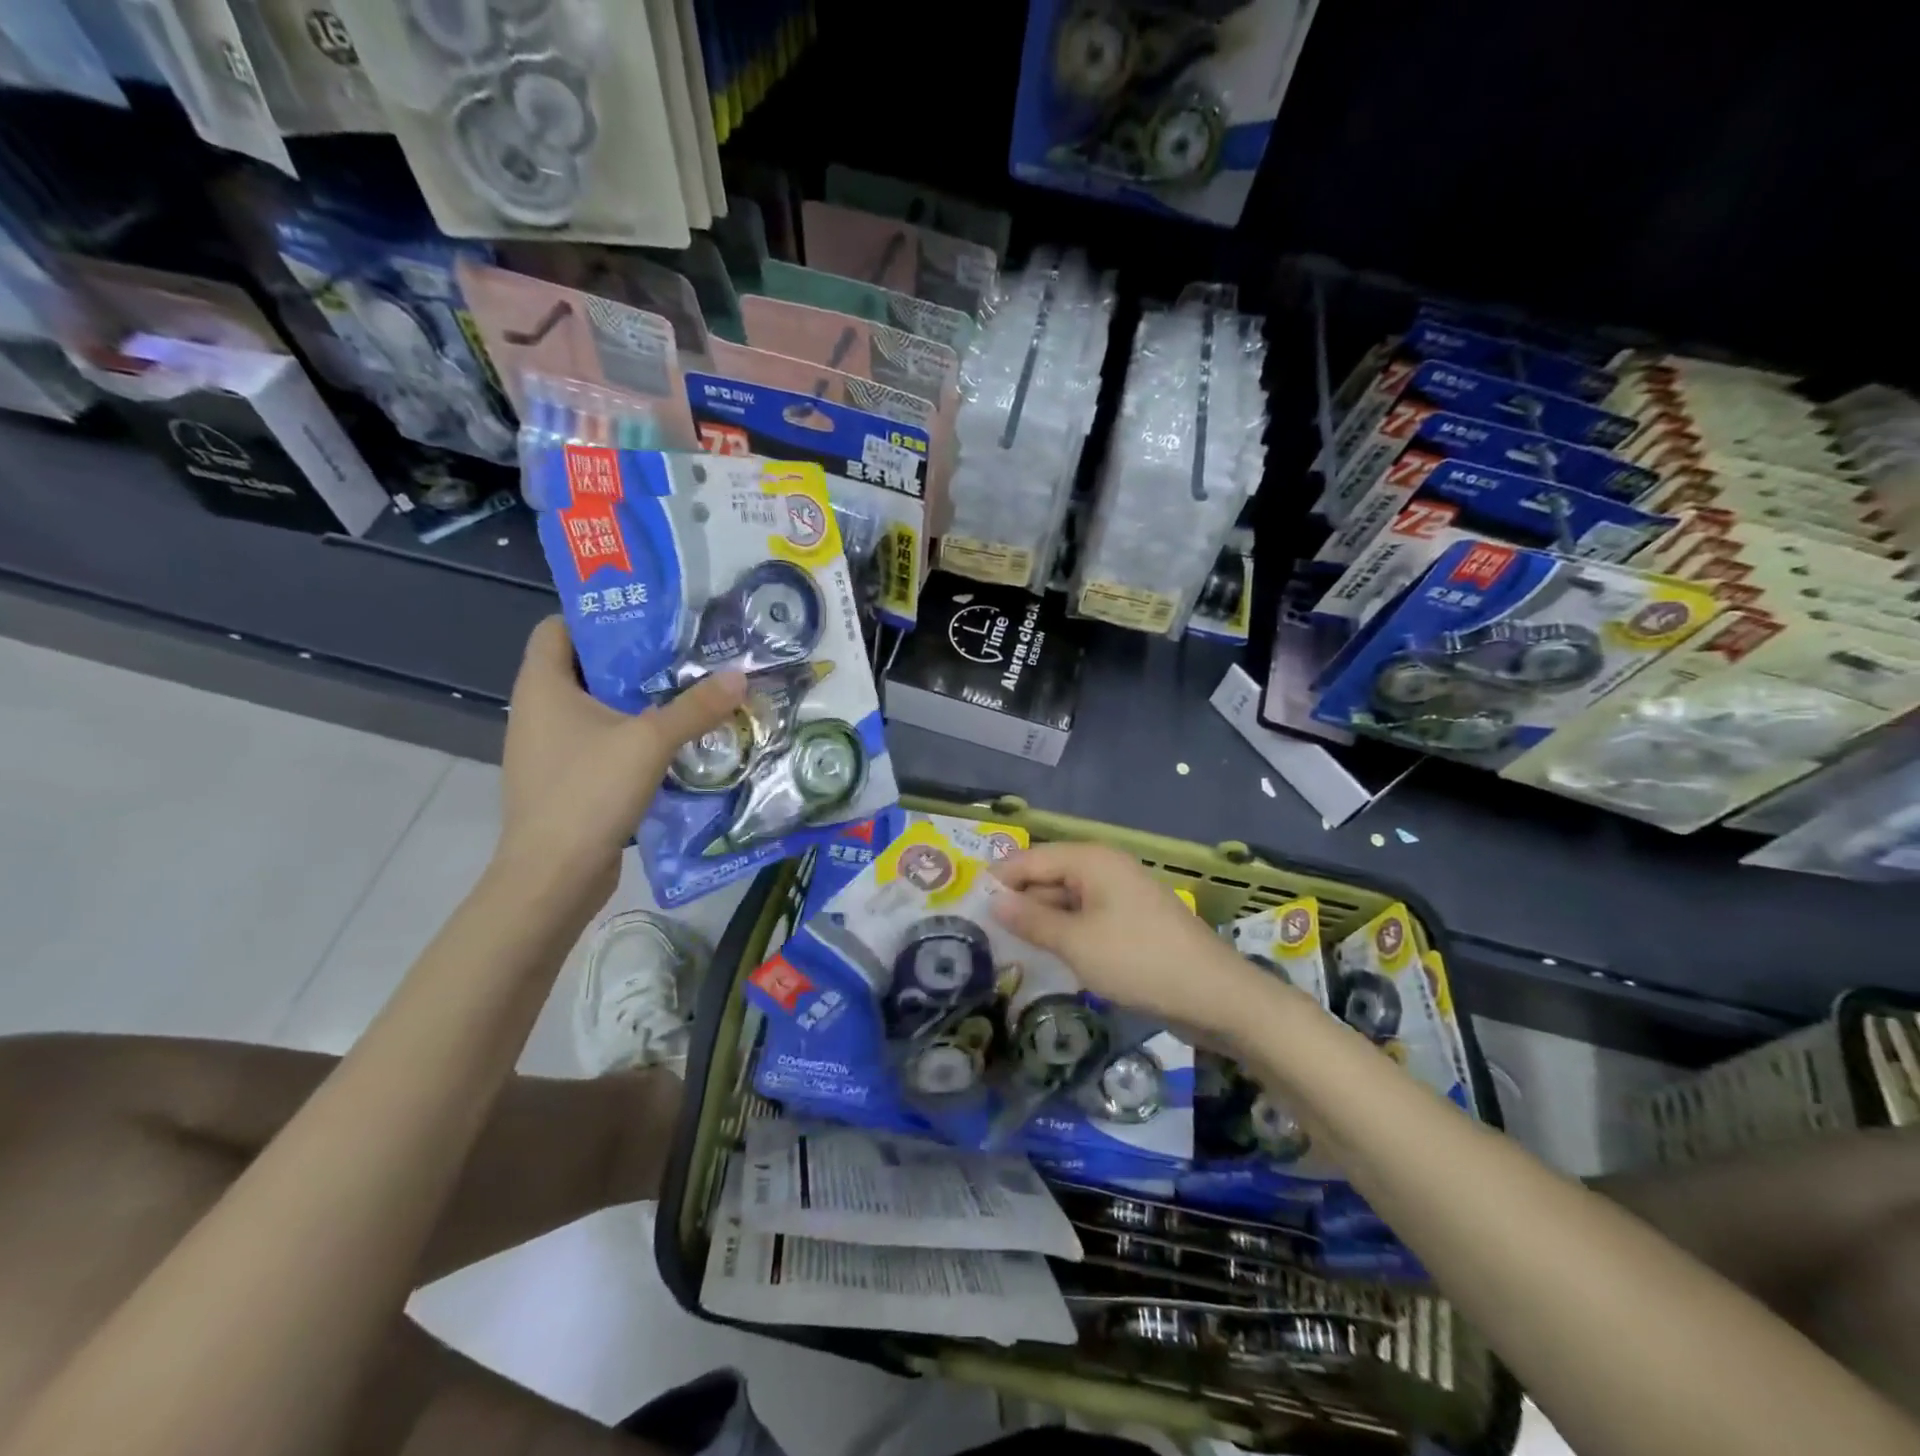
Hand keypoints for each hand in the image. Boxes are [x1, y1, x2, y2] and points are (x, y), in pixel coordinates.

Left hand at [496, 617, 746, 898]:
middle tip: (686, 656)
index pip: (558, 628)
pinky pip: (601, 743)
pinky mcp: (565, 780)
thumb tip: (741, 675)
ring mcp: (549, 749)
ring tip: (688, 696)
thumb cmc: (588, 792)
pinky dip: (632, 737)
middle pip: (585, 667)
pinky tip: (673, 745)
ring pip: (597, 708)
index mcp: (543, 686)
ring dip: (638, 702)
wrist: (553, 876)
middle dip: (634, 660)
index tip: (649, 621)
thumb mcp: (650, 742)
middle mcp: (538, 710)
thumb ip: (696, 707)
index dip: (598, 617)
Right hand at [991, 842, 1267, 1037]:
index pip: (1030, 858)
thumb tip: (993, 900)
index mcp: (1092, 860)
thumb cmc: (1139, 962)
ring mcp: (1121, 896)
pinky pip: (1087, 918)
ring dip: (1040, 920)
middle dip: (1018, 900)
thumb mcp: (1076, 943)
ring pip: (1067, 900)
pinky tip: (1048, 954)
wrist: (1216, 996)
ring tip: (1006, 945)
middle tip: (981, 931)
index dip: (998, 879)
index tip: (966, 905)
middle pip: (1049, 876)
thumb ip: (1031, 920)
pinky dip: (1065, 932)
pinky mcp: (1132, 922)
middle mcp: (1105, 869)